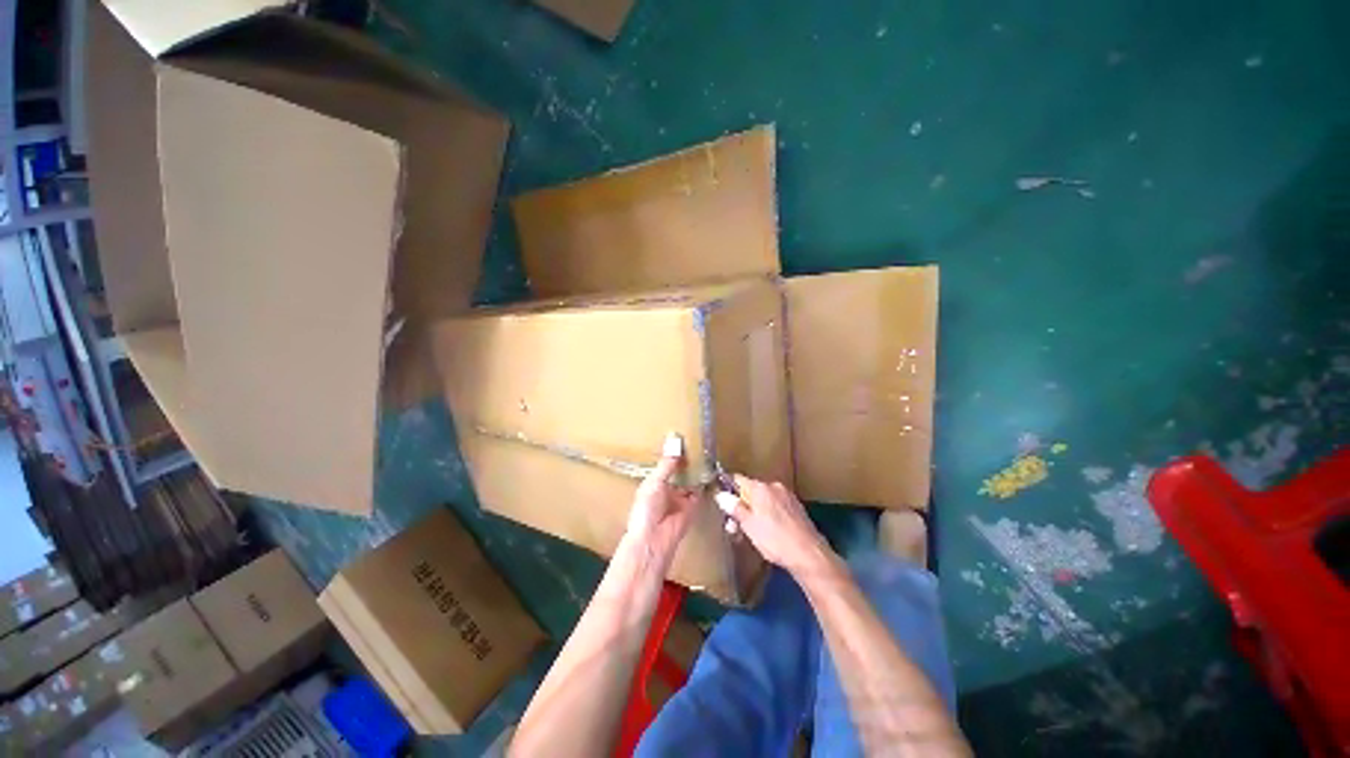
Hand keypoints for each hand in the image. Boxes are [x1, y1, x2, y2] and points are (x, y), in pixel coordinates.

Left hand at [626, 433, 699, 561]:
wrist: (654, 539)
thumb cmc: (646, 509)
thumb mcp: (654, 482)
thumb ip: (667, 464)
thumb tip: (675, 442)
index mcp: (653, 483)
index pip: (665, 465)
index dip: (672, 454)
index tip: (682, 437)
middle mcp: (667, 489)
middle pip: (679, 471)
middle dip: (686, 461)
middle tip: (697, 443)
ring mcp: (680, 498)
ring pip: (690, 480)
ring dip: (696, 471)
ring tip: (705, 453)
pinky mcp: (692, 507)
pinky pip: (699, 492)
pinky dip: (704, 483)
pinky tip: (710, 470)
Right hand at [718, 476, 833, 574]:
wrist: (809, 555)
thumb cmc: (775, 539)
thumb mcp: (749, 525)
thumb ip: (734, 507)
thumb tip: (720, 494)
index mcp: (760, 487)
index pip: (737, 479)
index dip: (727, 489)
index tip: (722, 503)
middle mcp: (774, 486)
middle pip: (751, 490)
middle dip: (741, 505)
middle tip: (734, 527)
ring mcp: (787, 496)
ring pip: (764, 500)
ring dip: (755, 512)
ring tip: (751, 533)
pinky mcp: (796, 508)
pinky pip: (776, 506)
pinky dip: (769, 515)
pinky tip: (769, 532)